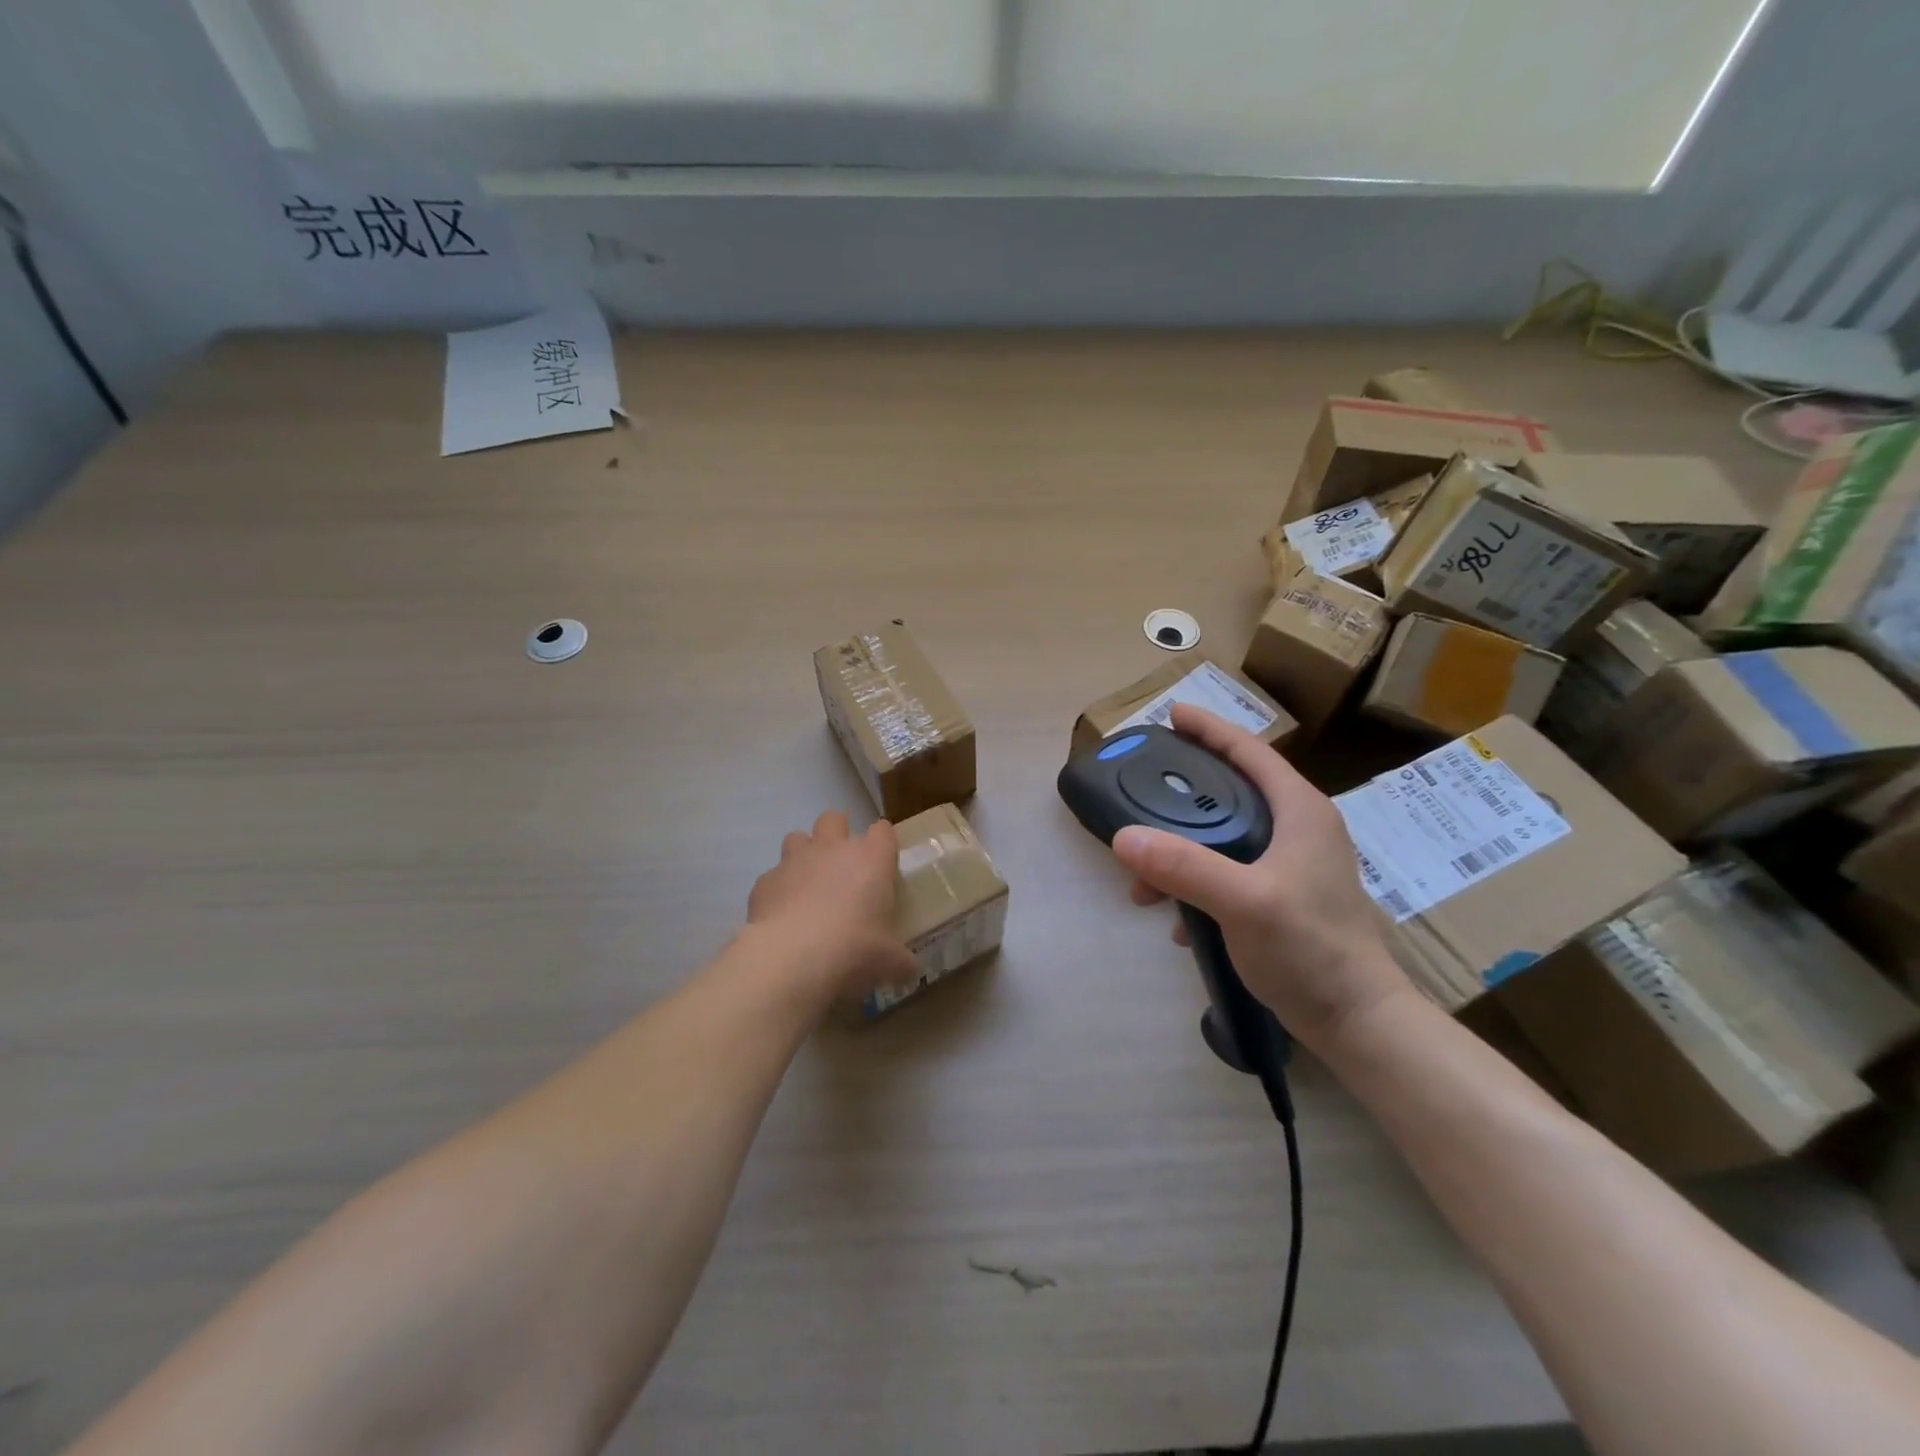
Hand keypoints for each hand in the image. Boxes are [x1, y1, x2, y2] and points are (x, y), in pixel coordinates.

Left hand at [747, 811, 917, 999]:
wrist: (793, 959)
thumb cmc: (855, 949)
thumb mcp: (890, 961)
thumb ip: (901, 960)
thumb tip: (909, 969)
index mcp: (871, 859)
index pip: (882, 831)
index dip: (883, 842)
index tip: (883, 862)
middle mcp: (833, 849)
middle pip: (834, 819)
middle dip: (838, 833)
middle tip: (843, 865)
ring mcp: (794, 861)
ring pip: (797, 837)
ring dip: (804, 854)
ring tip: (808, 883)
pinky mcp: (764, 881)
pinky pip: (773, 876)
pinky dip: (779, 889)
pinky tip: (783, 914)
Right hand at [1112, 705, 1409, 1052]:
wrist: (1357, 1021)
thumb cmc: (1311, 950)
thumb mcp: (1244, 903)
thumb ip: (1185, 867)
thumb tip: (1123, 837)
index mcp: (1300, 811)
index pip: (1250, 752)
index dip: (1210, 729)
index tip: (1172, 714)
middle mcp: (1299, 829)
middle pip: (1232, 792)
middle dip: (1183, 799)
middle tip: (1142, 797)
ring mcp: (1293, 865)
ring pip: (1226, 838)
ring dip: (1182, 855)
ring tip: (1144, 888)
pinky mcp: (1284, 898)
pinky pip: (1228, 874)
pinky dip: (1198, 887)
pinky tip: (1176, 920)